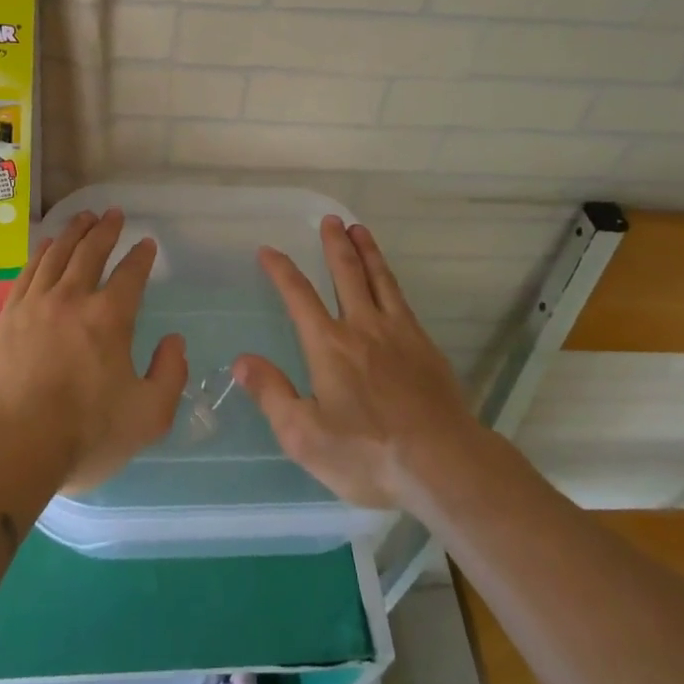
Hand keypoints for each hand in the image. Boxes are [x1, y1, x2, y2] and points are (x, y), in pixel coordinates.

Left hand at [0, 208, 188, 493]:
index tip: (147, 244)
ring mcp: (35, 305)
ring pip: (57, 254)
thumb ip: (170, 374)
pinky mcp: (8, 318)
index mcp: (110, 318)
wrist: (13, 448)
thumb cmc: (86, 434)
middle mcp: (72, 299)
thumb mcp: (149, 416)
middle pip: (91, 252)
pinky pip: (28, 272)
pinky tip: (45, 246)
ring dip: (74, 232)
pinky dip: (41, 253)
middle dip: (106, 230)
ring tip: (84, 217)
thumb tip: (174, 342)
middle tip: (114, 214)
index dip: (141, 256)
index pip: (130, 274)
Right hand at [236, 216, 474, 508]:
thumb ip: (272, 394)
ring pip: (380, 279)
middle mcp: (362, 327)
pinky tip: (390, 281)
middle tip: (330, 219)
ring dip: (367, 251)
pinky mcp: (425, 346)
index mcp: (329, 345)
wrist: (443, 464)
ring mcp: (399, 333)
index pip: (299, 296)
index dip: (281, 270)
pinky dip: (391, 280)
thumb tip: (240, 361)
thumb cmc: (368, 453)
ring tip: (359, 229)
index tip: (269, 250)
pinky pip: (402, 300)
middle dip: (334, 244)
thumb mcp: (305, 436)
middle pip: (346, 273)